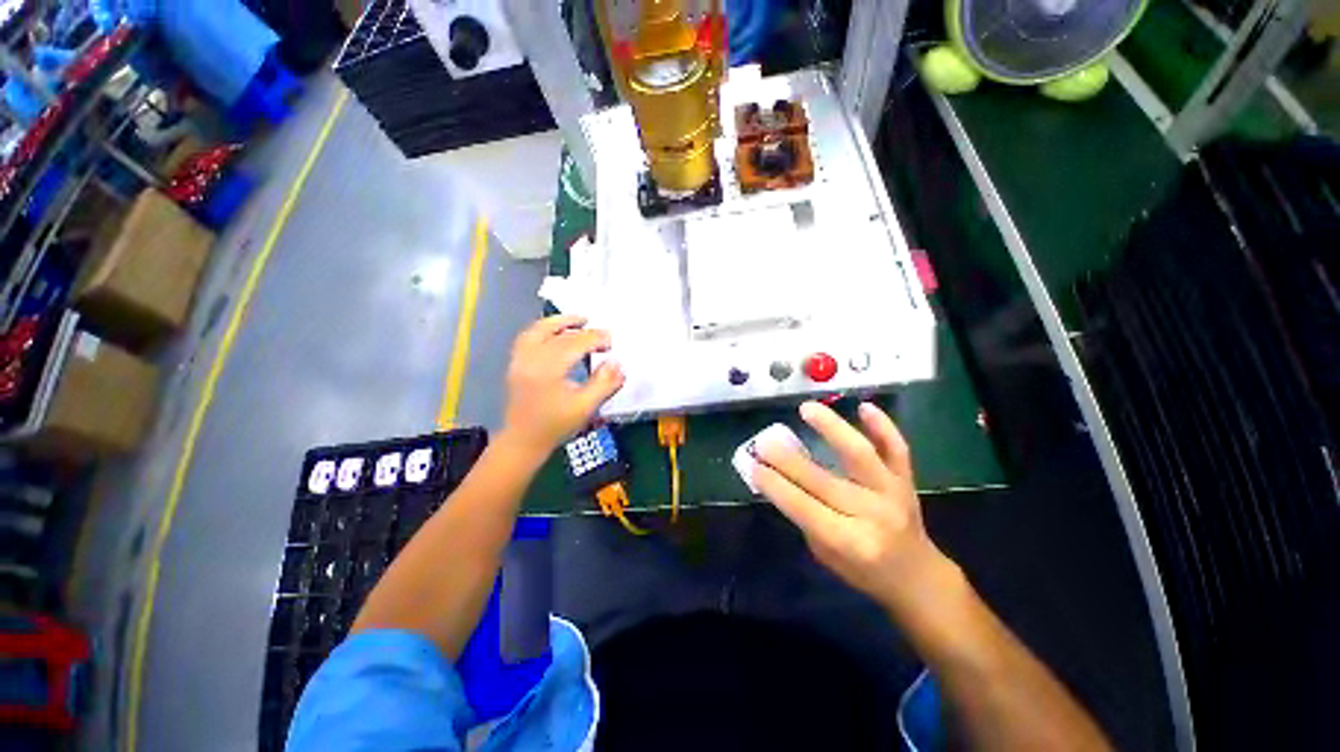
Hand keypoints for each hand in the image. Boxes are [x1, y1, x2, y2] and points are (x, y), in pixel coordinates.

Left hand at [501, 315, 624, 457]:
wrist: (523, 441)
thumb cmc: (556, 425)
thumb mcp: (585, 407)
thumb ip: (604, 383)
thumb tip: (617, 363)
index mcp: (547, 369)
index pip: (575, 343)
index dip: (595, 338)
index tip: (611, 341)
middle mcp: (530, 358)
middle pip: (558, 335)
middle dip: (583, 331)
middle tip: (602, 334)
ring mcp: (519, 360)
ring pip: (538, 330)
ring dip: (559, 322)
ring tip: (579, 320)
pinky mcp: (516, 363)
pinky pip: (528, 337)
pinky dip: (544, 329)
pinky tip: (556, 332)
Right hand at [754, 401, 952, 614]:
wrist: (917, 577)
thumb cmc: (863, 570)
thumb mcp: (824, 553)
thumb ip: (803, 515)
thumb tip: (776, 476)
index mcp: (849, 541)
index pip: (803, 506)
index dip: (774, 484)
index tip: (752, 465)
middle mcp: (872, 514)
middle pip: (823, 480)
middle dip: (787, 459)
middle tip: (764, 442)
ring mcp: (892, 493)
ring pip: (860, 454)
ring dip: (831, 428)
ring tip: (807, 408)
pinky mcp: (906, 479)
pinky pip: (897, 448)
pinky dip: (883, 425)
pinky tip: (864, 406)